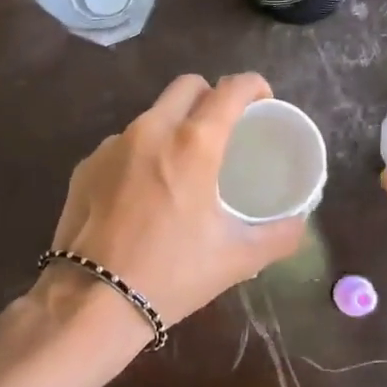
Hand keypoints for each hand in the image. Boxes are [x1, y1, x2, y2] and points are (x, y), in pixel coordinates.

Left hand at [43, 72, 306, 346]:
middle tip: (224, 129)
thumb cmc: (172, 274)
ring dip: (173, 126)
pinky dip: (141, 155)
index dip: (253, 85)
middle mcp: (151, 130)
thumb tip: (299, 222)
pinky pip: (123, 144)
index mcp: (193, 144)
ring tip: (183, 165)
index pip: (230, 90)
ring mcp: (112, 145)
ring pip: (152, 115)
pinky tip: (143, 192)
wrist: (93, 301)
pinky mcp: (86, 165)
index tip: (263, 100)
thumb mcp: (237, 258)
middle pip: (187, 86)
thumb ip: (279, 235)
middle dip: (211, 96)